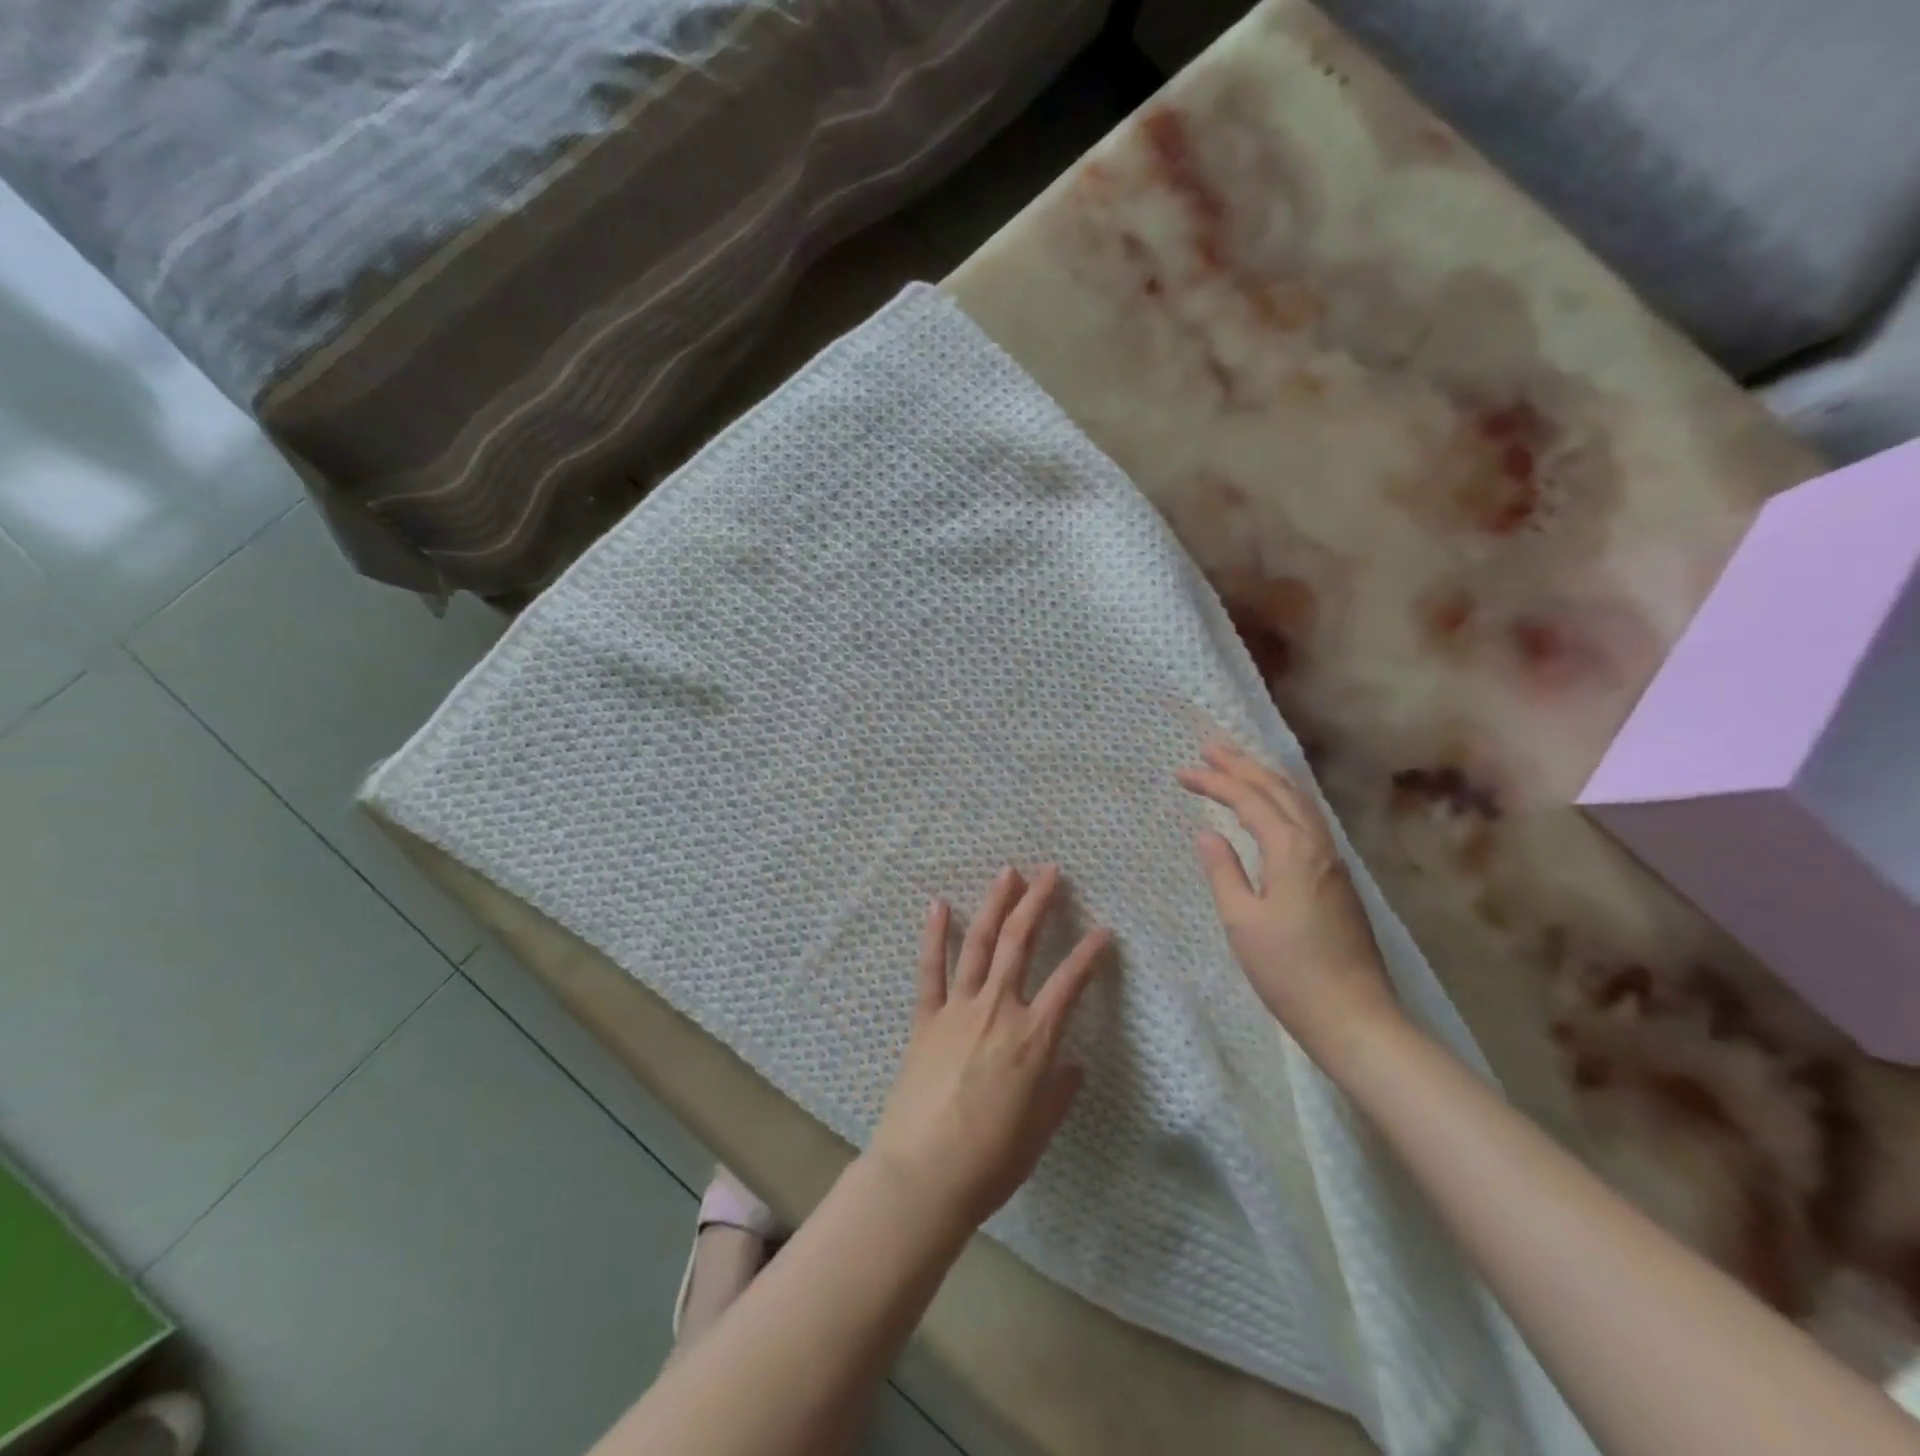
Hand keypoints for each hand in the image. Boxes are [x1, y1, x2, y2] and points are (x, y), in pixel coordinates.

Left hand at [869, 866, 1111, 1232]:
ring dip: (994, 904)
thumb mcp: (1039, 1130)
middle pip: (1020, 942)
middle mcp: (998, 1009)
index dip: (1090, 953)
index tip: (1104, 930)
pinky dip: (933, 935)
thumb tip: (1073, 1064)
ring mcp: (957, 1009)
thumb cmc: (990, 1161)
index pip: (1070, 982)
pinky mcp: (925, 1019)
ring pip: (978, 943)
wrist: (922, 1176)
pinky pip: (929, 969)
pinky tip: (937, 904)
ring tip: (1006, 873)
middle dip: (1038, 902)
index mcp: (1033, 1038)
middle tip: (1050, 872)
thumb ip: (1059, 1091)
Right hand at [1177, 742, 1399, 1062]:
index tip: (1182, 771)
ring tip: (1237, 764)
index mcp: (1292, 851)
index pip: (1249, 801)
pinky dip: (1283, 800)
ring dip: (1266, 778)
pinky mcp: (1337, 878)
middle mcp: (1317, 845)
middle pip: (1279, 790)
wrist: (1354, 1016)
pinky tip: (1272, 807)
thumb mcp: (1242, 921)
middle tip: (1210, 746)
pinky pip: (1307, 820)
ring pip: (1298, 802)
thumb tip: (1208, 833)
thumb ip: (1224, 871)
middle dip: (1243, 764)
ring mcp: (1333, 861)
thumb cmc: (1289, 971)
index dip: (1215, 782)